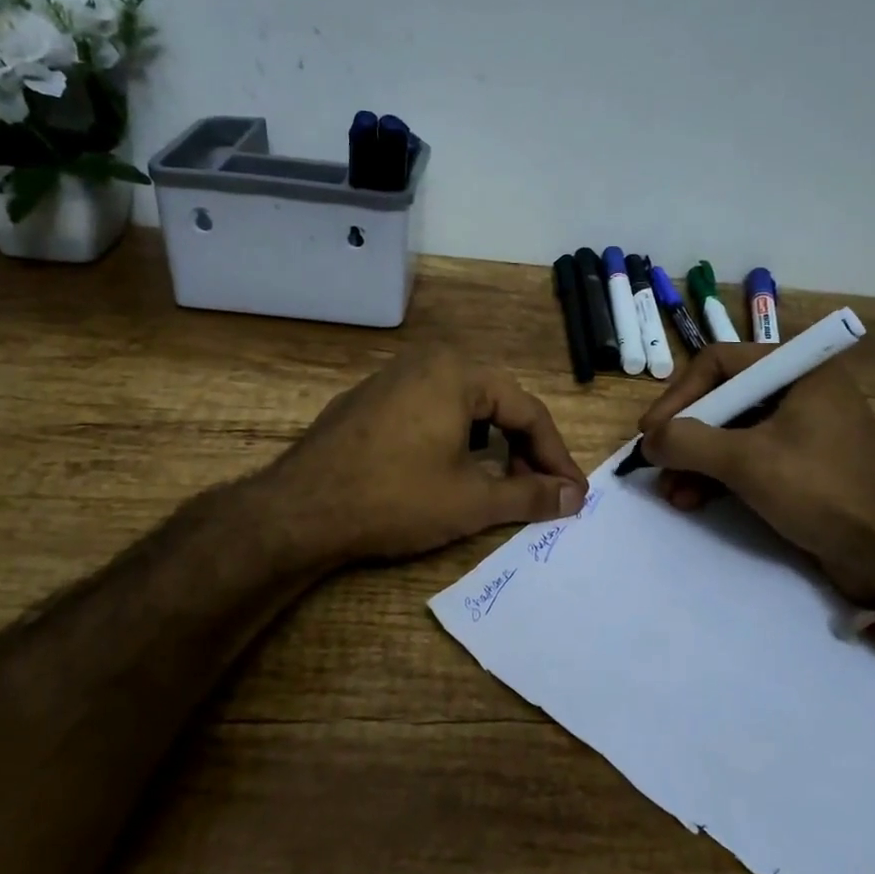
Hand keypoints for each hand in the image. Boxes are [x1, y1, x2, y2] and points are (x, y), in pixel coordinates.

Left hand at [263, 348, 588, 566]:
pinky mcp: (367, 401)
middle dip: (523, 450)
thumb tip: (575, 496)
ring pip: (462, 406)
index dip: (556, 457)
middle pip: (497, 403)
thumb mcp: (472, 501)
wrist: (299, 511)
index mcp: (458, 372)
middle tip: (538, 491)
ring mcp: (391, 378)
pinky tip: (448, 471)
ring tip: (499, 483)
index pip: (529, 412)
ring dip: (490, 444)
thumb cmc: (396, 498)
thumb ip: (531, 495)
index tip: (573, 495)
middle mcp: (427, 362)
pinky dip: (452, 439)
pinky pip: (428, 411)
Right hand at [638, 345, 874, 607]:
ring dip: (697, 461)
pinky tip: (693, 500)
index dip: (678, 395)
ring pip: (732, 432)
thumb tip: (649, 441)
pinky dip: (719, 476)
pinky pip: (749, 457)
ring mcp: (802, 428)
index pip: (718, 362)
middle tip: (655, 462)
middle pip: (723, 398)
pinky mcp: (802, 464)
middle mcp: (800, 389)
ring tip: (671, 492)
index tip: (651, 431)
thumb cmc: (821, 490)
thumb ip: (690, 441)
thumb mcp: (747, 461)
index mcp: (798, 369)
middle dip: (686, 435)